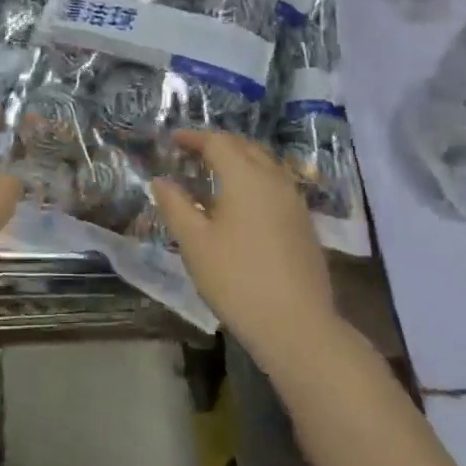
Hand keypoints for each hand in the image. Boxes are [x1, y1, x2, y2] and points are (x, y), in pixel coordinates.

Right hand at [151, 131, 336, 365]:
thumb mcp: (195, 243)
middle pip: (245, 147)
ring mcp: (295, 201)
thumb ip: (175, 206)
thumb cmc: (237, 280)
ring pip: (265, 164)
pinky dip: (255, 179)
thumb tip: (161, 180)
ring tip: (215, 174)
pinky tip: (242, 203)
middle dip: (218, 144)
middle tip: (192, 152)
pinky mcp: (304, 223)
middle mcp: (274, 179)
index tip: (173, 139)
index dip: (194, 137)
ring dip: (239, 160)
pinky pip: (276, 185)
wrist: (297, 327)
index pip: (218, 142)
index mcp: (246, 177)